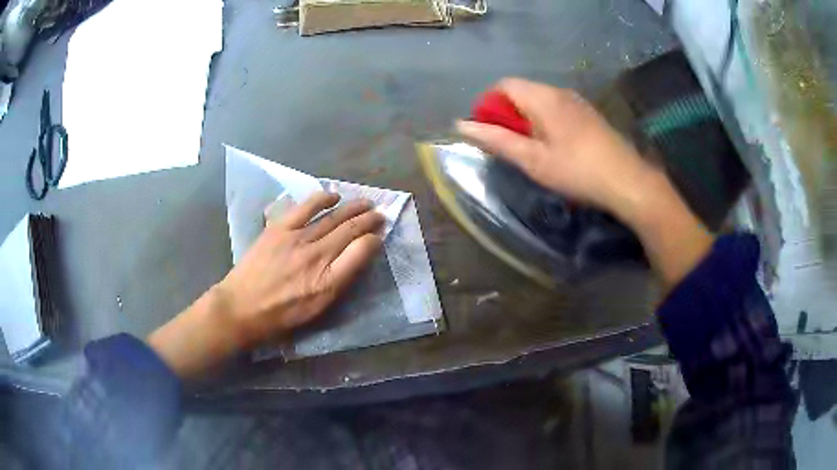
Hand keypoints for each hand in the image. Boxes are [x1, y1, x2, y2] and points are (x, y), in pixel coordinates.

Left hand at [148, 192, 383, 379]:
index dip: (374, 239)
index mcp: (328, 280)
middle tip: (381, 214)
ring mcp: (298, 238)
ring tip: (366, 203)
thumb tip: (359, 255)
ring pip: (332, 217)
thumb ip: (341, 281)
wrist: (242, 307)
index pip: (361, 251)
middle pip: (349, 230)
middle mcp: (317, 255)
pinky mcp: (280, 228)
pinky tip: (334, 196)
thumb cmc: (282, 315)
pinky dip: (322, 199)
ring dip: (352, 208)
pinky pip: (306, 207)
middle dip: (368, 220)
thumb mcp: (317, 308)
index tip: (380, 235)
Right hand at [457, 78, 712, 289]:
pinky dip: (545, 122)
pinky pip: (557, 109)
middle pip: (522, 91)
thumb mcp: (533, 159)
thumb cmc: (577, 171)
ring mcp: (577, 102)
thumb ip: (497, 140)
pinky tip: (553, 148)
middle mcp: (559, 92)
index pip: (504, 85)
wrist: (628, 182)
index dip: (489, 104)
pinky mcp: (589, 115)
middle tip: (508, 146)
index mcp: (543, 97)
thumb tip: (461, 125)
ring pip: (540, 101)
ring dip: (526, 119)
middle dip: (507, 114)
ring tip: (530, 150)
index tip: (488, 132)